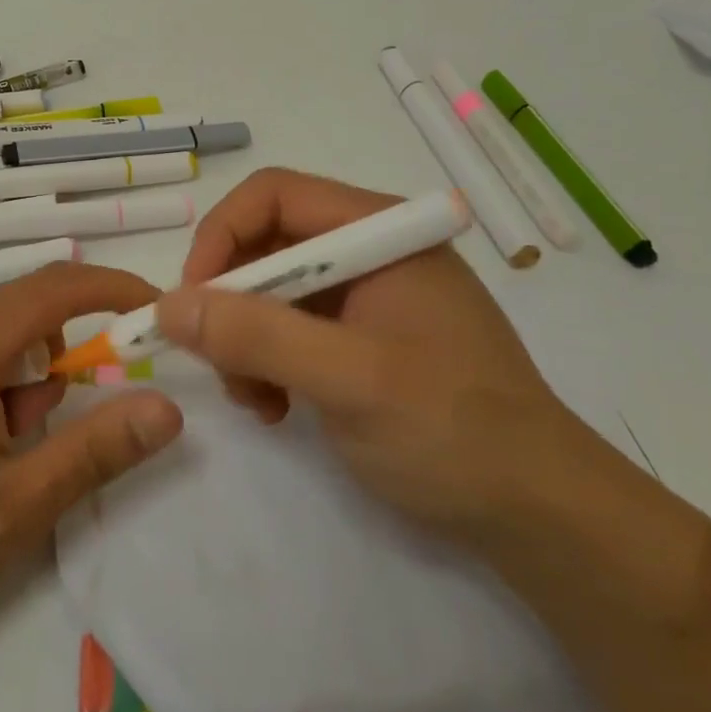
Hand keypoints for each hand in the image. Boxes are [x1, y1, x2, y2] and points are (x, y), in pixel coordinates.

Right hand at [155, 168, 576, 534]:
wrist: (541, 516)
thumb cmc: (452, 432)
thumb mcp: (348, 381)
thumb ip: (257, 336)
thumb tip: (169, 305)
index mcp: (378, 231)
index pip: (273, 195)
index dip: (221, 236)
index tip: (191, 301)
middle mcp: (369, 250)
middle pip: (267, 244)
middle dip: (231, 301)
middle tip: (217, 362)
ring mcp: (367, 295)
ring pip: (271, 290)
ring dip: (245, 340)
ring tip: (253, 400)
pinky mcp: (363, 337)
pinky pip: (291, 329)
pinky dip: (268, 363)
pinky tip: (275, 409)